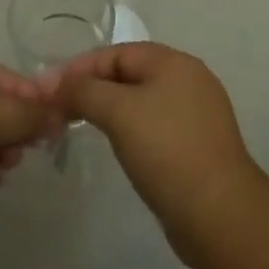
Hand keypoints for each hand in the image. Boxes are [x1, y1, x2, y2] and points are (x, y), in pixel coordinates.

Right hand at [47, 42, 265, 268]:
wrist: (220, 215)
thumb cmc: (166, 150)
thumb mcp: (118, 112)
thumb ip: (83, 91)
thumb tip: (52, 83)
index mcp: (174, 62)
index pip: (116, 53)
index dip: (80, 68)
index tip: (48, 89)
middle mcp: (189, 80)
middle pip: (129, 74)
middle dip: (94, 88)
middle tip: (61, 109)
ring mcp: (198, 115)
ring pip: (142, 102)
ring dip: (111, 111)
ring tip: (83, 126)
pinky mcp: (198, 148)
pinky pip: (155, 127)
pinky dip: (132, 131)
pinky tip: (119, 149)